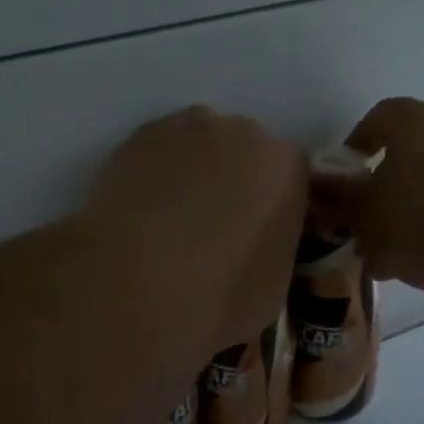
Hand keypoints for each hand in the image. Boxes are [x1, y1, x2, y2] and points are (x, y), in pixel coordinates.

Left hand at [89, 107, 307, 348]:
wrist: (136, 284)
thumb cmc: (220, 296)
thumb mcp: (273, 285)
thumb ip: (272, 245)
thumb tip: (254, 244)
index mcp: (286, 167)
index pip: (288, 177)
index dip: (269, 206)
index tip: (253, 235)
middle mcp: (242, 133)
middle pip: (242, 150)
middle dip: (231, 180)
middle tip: (210, 227)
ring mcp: (186, 127)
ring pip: (196, 146)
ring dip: (190, 173)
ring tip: (168, 221)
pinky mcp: (138, 136)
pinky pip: (155, 153)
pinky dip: (151, 175)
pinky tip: (138, 213)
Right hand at [311, 98, 423, 292]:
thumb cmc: (422, 216)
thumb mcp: (365, 214)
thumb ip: (340, 202)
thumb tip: (320, 191)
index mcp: (415, 121)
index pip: (378, 118)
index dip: (357, 144)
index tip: (345, 177)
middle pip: (410, 152)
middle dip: (385, 186)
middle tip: (366, 219)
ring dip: (414, 211)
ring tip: (392, 251)